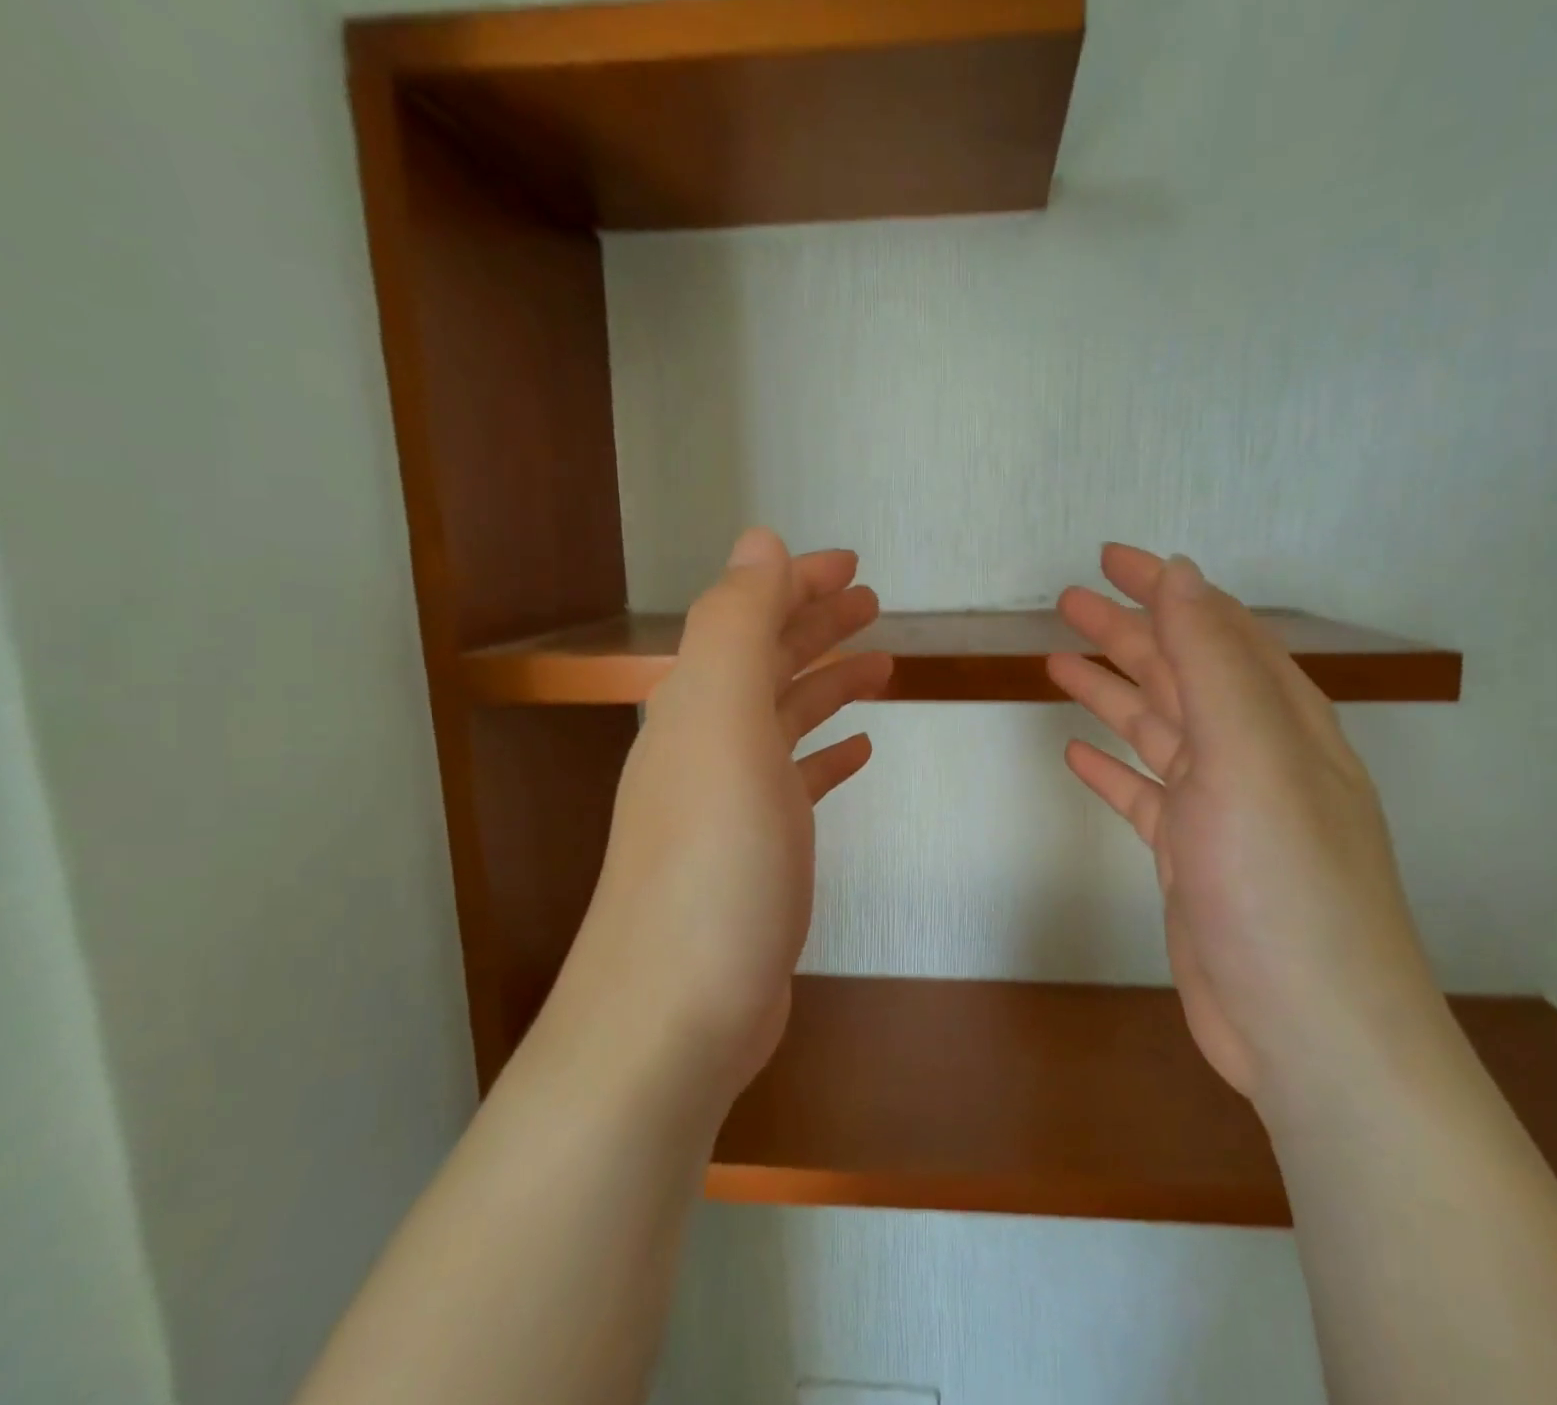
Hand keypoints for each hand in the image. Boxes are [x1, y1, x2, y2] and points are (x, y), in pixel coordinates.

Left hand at [548, 530, 891, 1109]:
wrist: (675, 1015)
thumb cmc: (713, 863)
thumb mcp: (723, 724)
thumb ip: (739, 625)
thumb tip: (761, 541)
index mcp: (697, 705)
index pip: (747, 616)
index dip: (796, 582)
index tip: (853, 565)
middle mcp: (705, 744)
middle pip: (765, 663)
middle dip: (815, 624)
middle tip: (872, 603)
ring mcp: (728, 802)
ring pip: (783, 719)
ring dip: (827, 682)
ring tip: (880, 663)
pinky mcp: (755, 854)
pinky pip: (795, 781)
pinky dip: (826, 754)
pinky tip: (859, 750)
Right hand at [1048, 544, 1445, 1104]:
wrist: (1309, 1030)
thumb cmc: (1283, 882)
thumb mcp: (1250, 756)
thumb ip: (1212, 661)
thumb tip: (1182, 573)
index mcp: (1279, 719)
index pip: (1217, 628)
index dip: (1165, 588)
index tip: (1110, 558)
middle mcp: (1254, 755)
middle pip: (1182, 673)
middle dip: (1128, 632)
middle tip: (1067, 601)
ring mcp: (1221, 810)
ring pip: (1158, 729)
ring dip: (1112, 691)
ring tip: (1057, 660)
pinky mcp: (1191, 859)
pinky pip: (1143, 794)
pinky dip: (1111, 767)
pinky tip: (1076, 753)